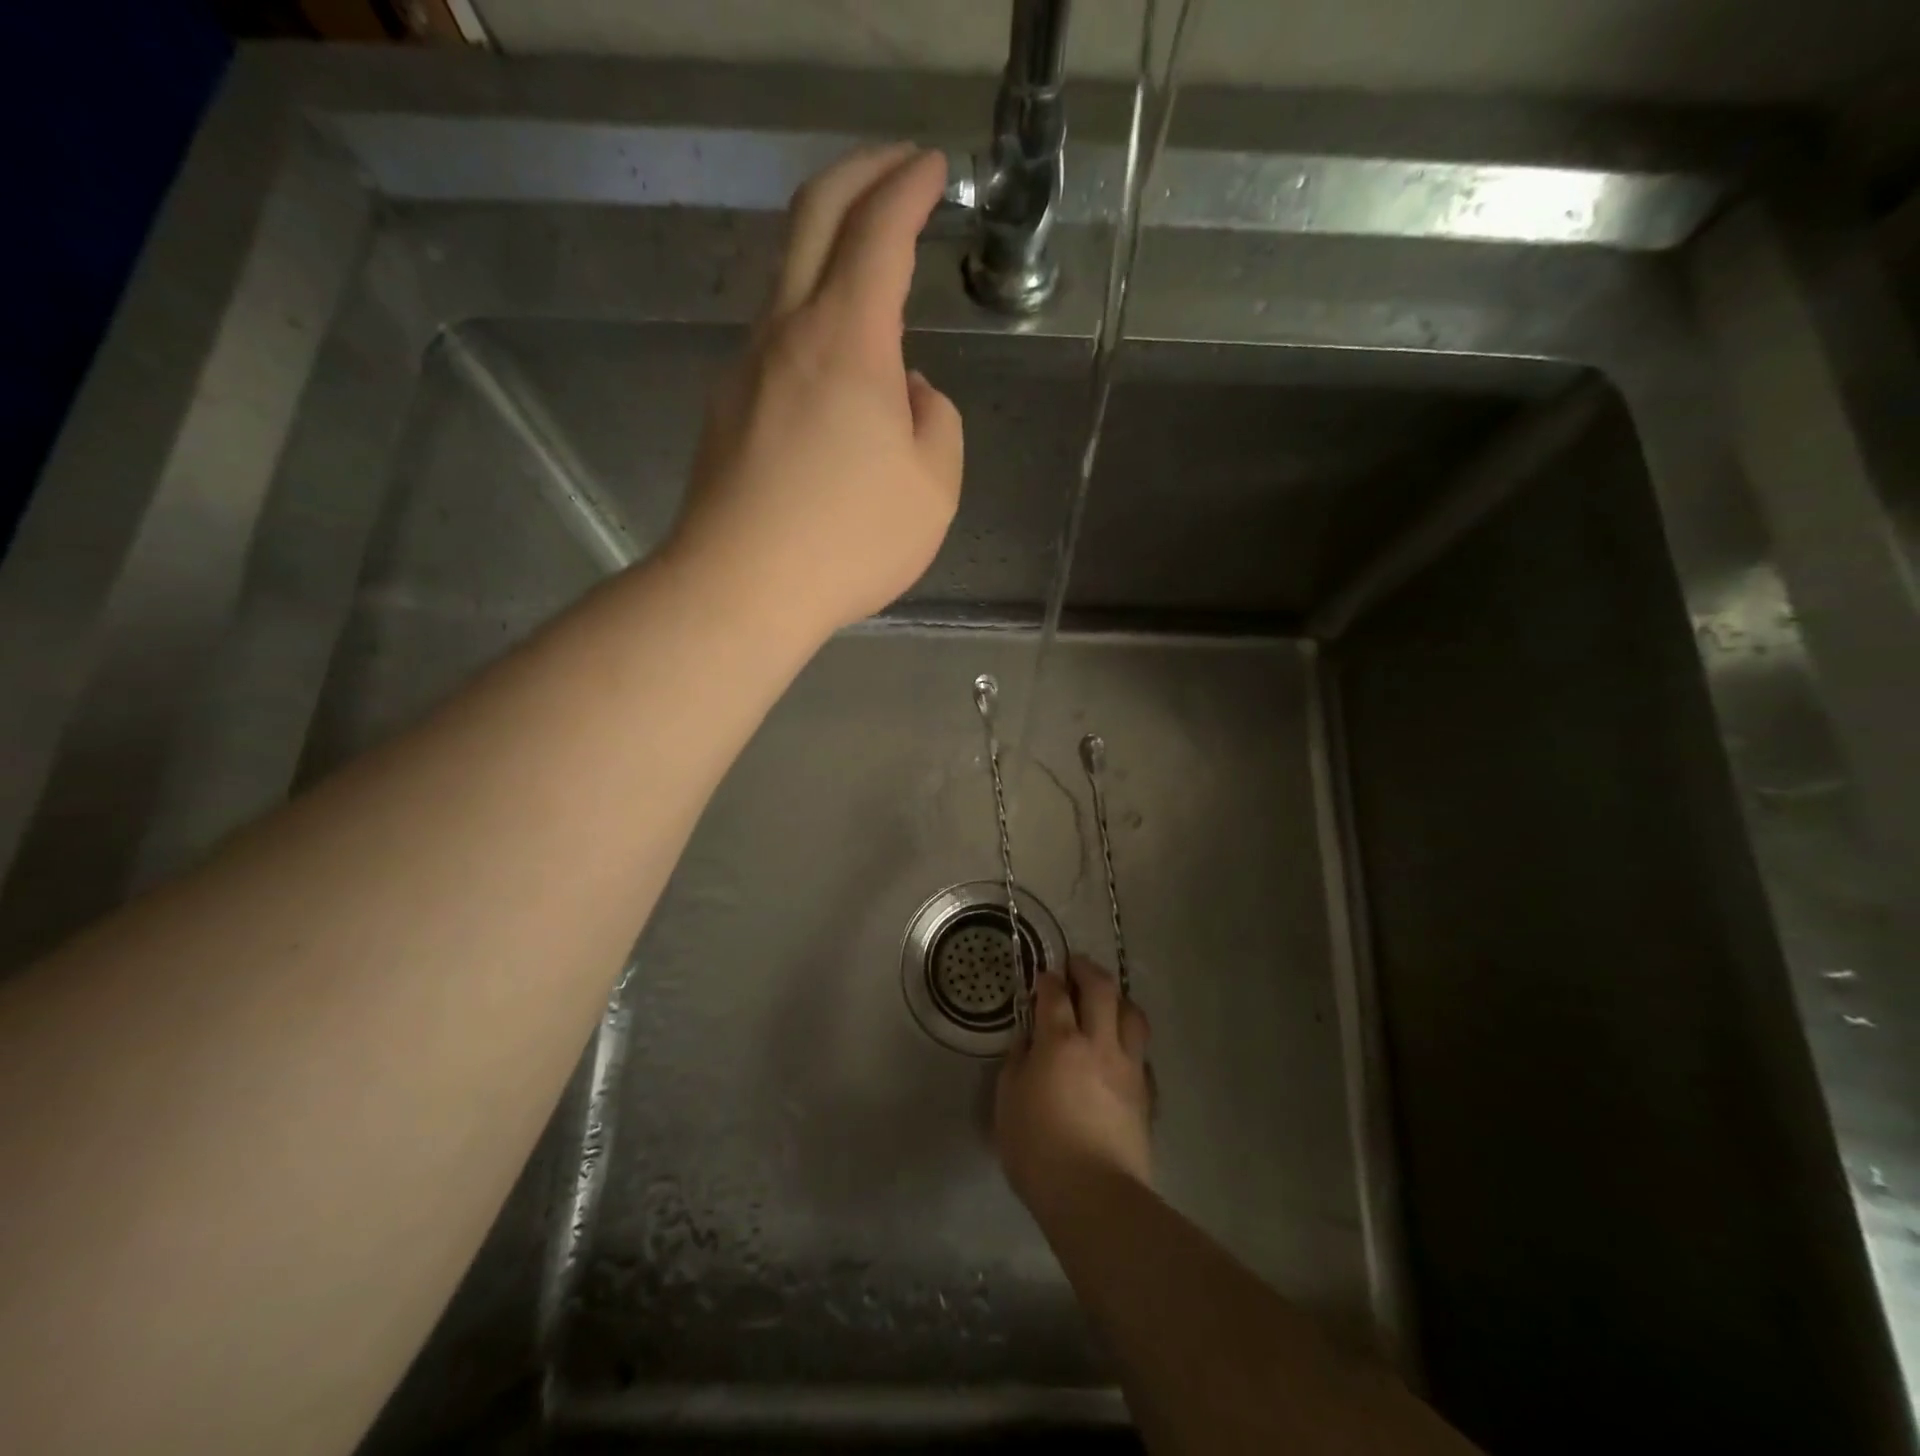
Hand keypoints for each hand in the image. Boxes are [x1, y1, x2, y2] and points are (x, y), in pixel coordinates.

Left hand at [667, 144, 963, 639]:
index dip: (910, 187)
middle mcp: (788, 333)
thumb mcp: (933, 489)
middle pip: (814, 217)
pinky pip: (777, 339)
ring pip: (788, 276)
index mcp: (848, 340)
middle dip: (861, 174)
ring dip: (831, 249)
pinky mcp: (728, 406)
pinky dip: (814, 318)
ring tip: (875, 271)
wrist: (741, 588)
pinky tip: (839, 364)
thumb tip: (909, 392)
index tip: (933, 168)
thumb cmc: (849, 541)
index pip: (879, 230)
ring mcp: (747, 367)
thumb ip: (937, 422)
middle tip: (898, 169)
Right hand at [996, 956, 1153, 1215]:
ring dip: (1118, 998)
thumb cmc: (1039, 1150)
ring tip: (1106, 1000)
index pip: (1055, 995)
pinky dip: (1130, 1040)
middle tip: (1075, 966)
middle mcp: (1099, 1043)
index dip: (1048, 979)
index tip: (1042, 975)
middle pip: (1101, 989)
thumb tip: (1027, 1043)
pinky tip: (1121, 1050)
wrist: (1095, 1196)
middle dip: (1087, 970)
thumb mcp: (1008, 1104)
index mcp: (1060, 1042)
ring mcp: (1128, 1067)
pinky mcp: (1146, 1093)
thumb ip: (1016, 1064)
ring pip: (1133, 1014)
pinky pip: (1142, 1052)